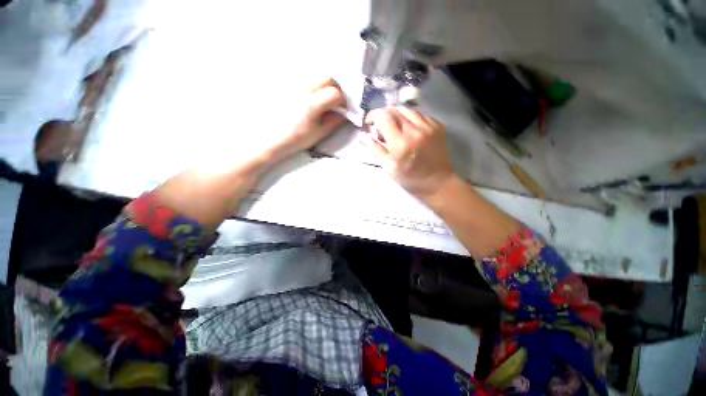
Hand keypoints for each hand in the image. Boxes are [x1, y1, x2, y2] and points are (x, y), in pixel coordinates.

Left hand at [275, 78, 346, 158]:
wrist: (269, 137)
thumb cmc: (294, 138)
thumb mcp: (317, 134)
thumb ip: (332, 122)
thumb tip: (342, 114)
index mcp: (313, 103)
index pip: (335, 94)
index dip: (343, 101)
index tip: (343, 109)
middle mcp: (303, 88)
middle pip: (326, 77)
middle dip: (335, 87)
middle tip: (335, 100)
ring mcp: (293, 83)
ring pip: (314, 74)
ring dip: (323, 84)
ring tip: (322, 98)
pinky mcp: (285, 83)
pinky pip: (302, 77)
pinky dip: (311, 84)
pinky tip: (308, 96)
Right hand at [363, 107, 455, 197]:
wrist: (437, 182)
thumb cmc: (410, 179)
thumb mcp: (388, 168)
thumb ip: (375, 150)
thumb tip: (365, 137)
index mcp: (400, 143)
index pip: (383, 117)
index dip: (373, 116)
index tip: (370, 122)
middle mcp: (415, 130)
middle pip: (394, 110)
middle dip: (384, 115)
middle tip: (381, 125)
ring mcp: (428, 127)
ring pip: (407, 110)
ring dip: (397, 116)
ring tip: (395, 127)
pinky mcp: (438, 126)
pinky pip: (420, 115)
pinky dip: (411, 119)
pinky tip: (409, 129)